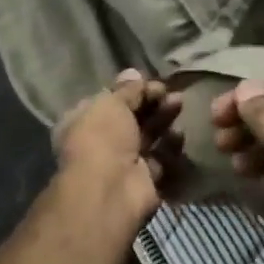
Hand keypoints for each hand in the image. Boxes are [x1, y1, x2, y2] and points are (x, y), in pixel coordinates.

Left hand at [54, 70, 183, 229]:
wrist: (111, 190)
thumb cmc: (102, 139)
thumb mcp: (111, 104)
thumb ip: (126, 90)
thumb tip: (133, 73)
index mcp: (83, 122)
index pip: (109, 102)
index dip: (131, 91)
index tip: (152, 83)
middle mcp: (101, 142)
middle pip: (131, 118)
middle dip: (152, 103)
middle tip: (172, 93)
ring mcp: (123, 163)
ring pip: (147, 136)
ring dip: (164, 120)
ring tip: (180, 105)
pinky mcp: (144, 180)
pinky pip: (160, 159)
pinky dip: (170, 147)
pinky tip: (180, 134)